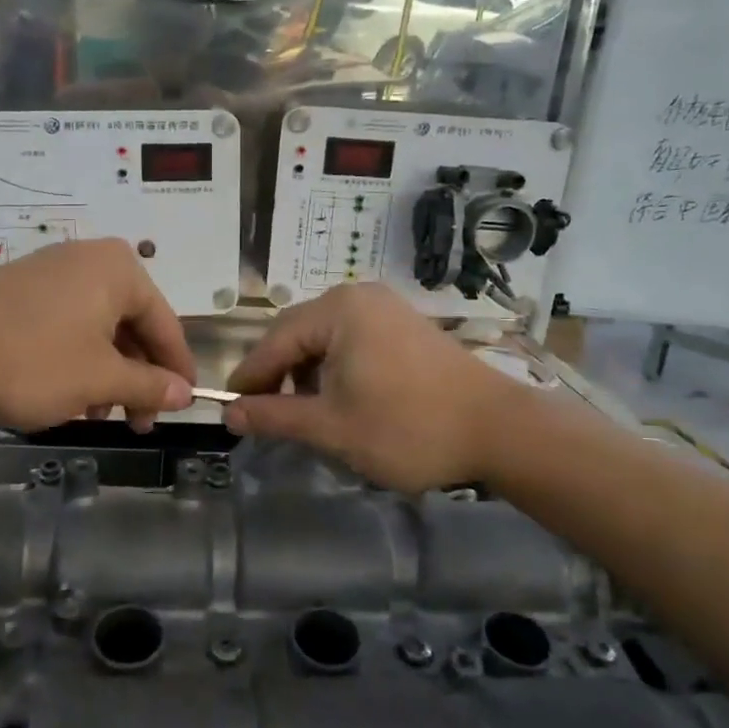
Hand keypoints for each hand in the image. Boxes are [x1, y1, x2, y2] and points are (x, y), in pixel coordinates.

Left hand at [0, 239, 195, 431]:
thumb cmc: (34, 358)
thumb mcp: (99, 379)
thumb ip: (149, 386)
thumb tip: (185, 395)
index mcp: (120, 270)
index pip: (165, 324)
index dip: (177, 371)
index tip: (184, 407)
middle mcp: (90, 260)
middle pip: (131, 325)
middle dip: (135, 377)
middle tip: (136, 421)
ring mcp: (52, 272)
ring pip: (97, 328)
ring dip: (106, 374)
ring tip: (95, 414)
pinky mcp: (21, 289)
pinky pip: (66, 324)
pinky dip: (76, 359)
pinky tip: (65, 393)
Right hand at [223, 285, 522, 492]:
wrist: (498, 430)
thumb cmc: (407, 427)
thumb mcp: (331, 426)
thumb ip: (275, 416)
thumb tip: (230, 415)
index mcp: (337, 310)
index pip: (274, 341)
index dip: (249, 377)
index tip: (230, 410)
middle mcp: (359, 297)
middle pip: (298, 334)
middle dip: (278, 375)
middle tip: (264, 414)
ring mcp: (386, 309)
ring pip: (325, 339)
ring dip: (306, 373)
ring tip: (303, 413)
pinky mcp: (405, 327)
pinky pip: (352, 341)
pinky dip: (335, 368)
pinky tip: (339, 399)